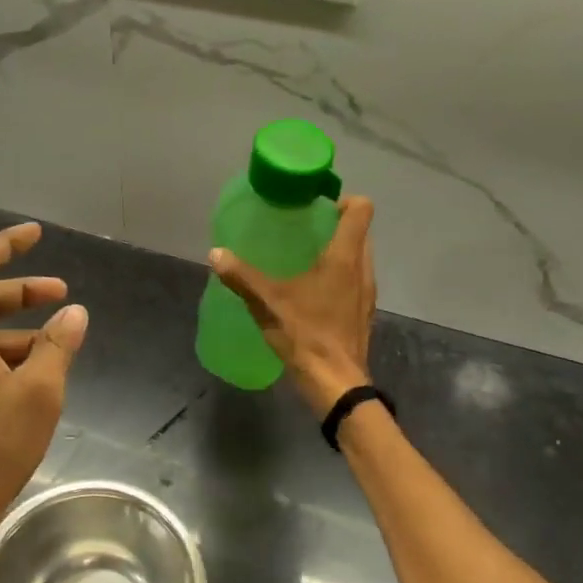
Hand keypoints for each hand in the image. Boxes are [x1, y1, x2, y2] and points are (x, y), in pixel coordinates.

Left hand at [0, 222, 87, 565]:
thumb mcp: (38, 395)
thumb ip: (56, 346)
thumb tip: (74, 312)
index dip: (6, 245)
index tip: (35, 234)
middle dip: (20, 291)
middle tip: (61, 294)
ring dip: (14, 330)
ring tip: (55, 344)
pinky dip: (1, 357)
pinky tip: (28, 380)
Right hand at [210, 195, 375, 418]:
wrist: (336, 383)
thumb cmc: (306, 335)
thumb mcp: (267, 302)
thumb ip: (241, 276)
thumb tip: (215, 253)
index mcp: (344, 257)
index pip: (361, 210)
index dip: (343, 199)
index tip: (316, 206)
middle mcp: (362, 269)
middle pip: (360, 231)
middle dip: (335, 224)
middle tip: (302, 228)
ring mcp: (367, 292)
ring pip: (359, 257)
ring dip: (339, 251)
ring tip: (304, 257)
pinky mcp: (363, 312)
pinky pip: (355, 280)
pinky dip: (339, 275)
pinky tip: (312, 290)